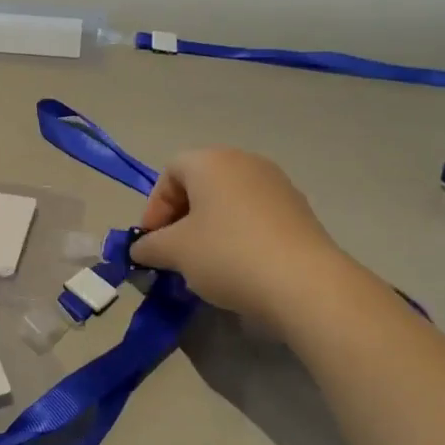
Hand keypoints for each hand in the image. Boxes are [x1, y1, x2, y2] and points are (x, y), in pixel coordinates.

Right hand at [129, 149, 346, 320]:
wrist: (303, 283)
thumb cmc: (227, 255)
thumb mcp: (175, 252)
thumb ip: (150, 246)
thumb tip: (141, 249)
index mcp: (212, 161)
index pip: (170, 172)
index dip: (154, 207)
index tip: (152, 243)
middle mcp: (246, 163)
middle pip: (201, 185)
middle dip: (181, 219)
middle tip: (174, 254)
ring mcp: (278, 186)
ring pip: (229, 203)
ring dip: (209, 230)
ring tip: (204, 266)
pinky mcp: (299, 212)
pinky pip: (255, 218)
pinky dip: (238, 237)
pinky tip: (238, 269)